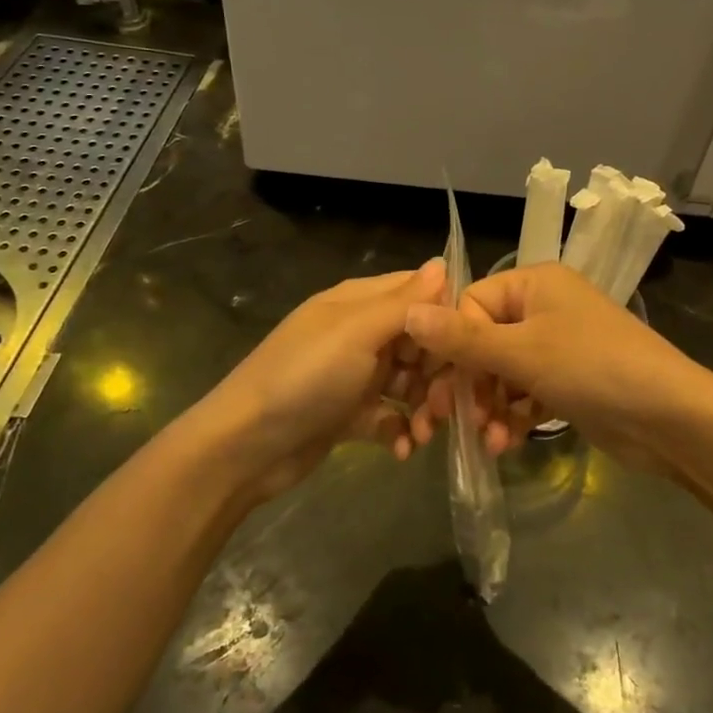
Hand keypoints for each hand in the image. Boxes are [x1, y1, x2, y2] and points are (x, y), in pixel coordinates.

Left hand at [201, 260, 446, 498]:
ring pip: (409, 383)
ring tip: (425, 433)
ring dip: (425, 407)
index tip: (468, 349)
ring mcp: (353, 375)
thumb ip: (404, 301)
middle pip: (419, 343)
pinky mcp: (348, 414)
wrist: (244, 447)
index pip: (418, 294)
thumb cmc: (305, 377)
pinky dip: (400, 431)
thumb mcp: (357, 332)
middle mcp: (359, 333)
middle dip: (439, 373)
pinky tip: (403, 450)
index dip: (446, 318)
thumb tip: (444, 262)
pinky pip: (389, 417)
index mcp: (359, 302)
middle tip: (446, 404)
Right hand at [405, 263, 712, 469]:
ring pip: (503, 372)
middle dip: (470, 383)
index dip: (454, 345)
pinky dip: (513, 416)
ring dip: (490, 406)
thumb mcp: (522, 352)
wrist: (670, 418)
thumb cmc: (592, 368)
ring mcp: (558, 346)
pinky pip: (525, 393)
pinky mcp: (568, 382)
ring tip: (487, 440)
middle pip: (485, 341)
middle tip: (450, 421)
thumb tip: (408, 312)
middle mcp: (544, 307)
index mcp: (534, 282)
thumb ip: (462, 339)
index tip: (442, 386)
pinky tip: (505, 444)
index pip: (471, 305)